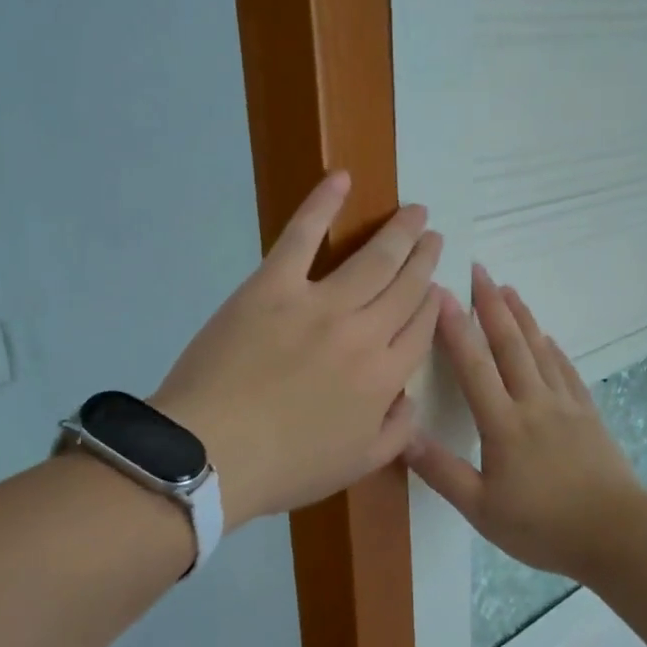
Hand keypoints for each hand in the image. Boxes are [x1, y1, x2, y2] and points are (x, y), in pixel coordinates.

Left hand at [153, 172, 442, 531]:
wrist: (211, 455)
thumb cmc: (284, 467)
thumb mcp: (355, 466)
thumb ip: (396, 432)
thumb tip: (411, 398)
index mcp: (385, 377)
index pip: (421, 328)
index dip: (432, 303)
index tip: (436, 286)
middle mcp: (365, 332)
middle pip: (406, 286)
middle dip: (425, 257)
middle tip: (434, 235)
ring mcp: (320, 304)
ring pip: (373, 259)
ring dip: (399, 232)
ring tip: (415, 212)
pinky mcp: (273, 286)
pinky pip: (303, 236)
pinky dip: (323, 204)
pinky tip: (342, 179)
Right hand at [406, 265, 643, 579]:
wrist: (616, 533)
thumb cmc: (543, 527)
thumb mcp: (482, 510)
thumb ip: (442, 472)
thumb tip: (402, 437)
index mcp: (503, 424)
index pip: (474, 366)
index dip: (456, 327)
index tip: (442, 292)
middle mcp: (534, 402)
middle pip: (510, 344)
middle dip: (492, 305)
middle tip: (479, 270)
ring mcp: (565, 405)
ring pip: (540, 350)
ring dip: (522, 317)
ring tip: (509, 290)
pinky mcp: (588, 414)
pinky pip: (566, 371)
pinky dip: (553, 349)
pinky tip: (547, 338)